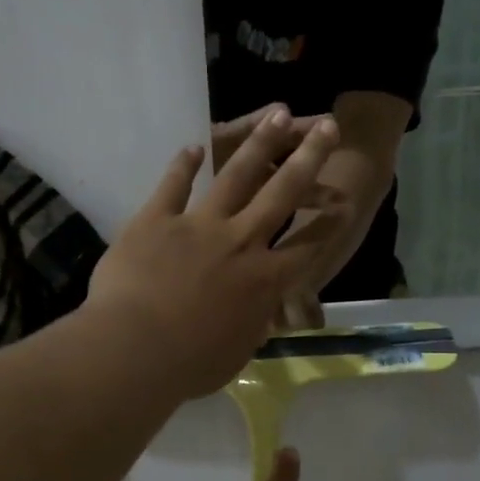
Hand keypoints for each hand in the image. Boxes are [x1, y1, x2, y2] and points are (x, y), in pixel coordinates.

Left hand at [87, 109, 346, 398]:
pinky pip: (174, 185)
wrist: (134, 350)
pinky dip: (184, 165)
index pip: (308, 245)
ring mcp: (198, 225)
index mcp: (264, 280)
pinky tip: (194, 146)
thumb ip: (252, 326)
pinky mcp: (156, 219)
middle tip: (327, 126)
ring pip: (236, 177)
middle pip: (282, 193)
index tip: (345, 203)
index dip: (329, 223)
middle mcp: (239, 242)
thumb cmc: (190, 365)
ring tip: (277, 114)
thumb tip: (259, 315)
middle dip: (308, 158)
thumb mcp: (236, 353)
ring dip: (259, 144)